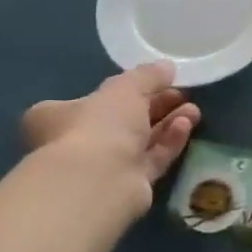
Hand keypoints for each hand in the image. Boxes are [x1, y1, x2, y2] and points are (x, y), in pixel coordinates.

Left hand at [20, 64, 200, 211]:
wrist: (100, 180)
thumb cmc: (99, 125)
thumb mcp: (125, 88)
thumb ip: (147, 76)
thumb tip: (166, 66)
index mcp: (57, 116)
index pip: (91, 100)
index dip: (125, 90)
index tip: (156, 83)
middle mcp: (76, 142)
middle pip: (122, 120)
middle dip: (156, 105)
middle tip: (182, 95)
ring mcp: (102, 166)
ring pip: (140, 140)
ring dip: (167, 123)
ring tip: (194, 110)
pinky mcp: (127, 184)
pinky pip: (151, 158)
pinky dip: (169, 142)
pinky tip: (187, 126)